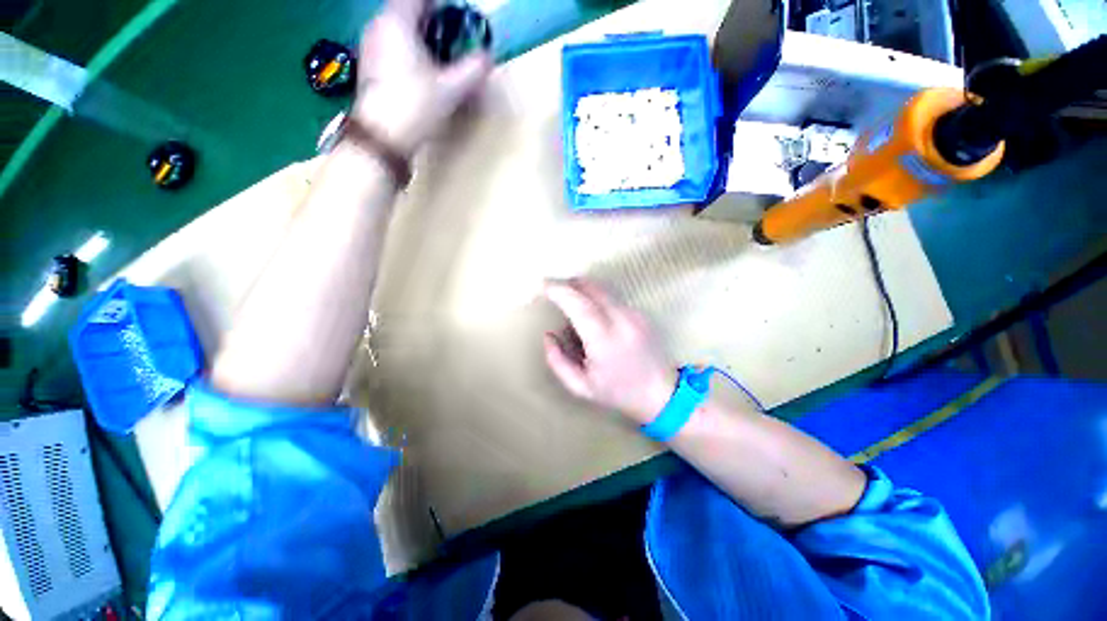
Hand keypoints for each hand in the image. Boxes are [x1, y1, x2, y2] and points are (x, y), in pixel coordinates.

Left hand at [352, 0, 492, 155]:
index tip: (459, 20)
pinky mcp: (368, 65)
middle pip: (408, 10)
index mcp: (397, 20)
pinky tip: (421, 73)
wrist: (382, 137)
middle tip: (453, 40)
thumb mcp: (451, 89)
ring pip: (398, 28)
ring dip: (420, 36)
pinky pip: (391, 45)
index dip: (442, 6)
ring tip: (439, 59)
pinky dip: (408, 50)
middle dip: (433, 21)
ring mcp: (370, 45)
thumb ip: (473, 69)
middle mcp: (379, 25)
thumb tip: (488, 57)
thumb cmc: (415, 106)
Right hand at [543, 280, 676, 423]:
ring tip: (570, 303)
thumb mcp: (581, 386)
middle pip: (590, 287)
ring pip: (601, 289)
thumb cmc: (619, 392)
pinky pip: (611, 297)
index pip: (578, 304)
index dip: (558, 290)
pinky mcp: (639, 312)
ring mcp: (633, 313)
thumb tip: (548, 335)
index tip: (543, 285)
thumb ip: (558, 361)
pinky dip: (595, 299)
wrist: (662, 392)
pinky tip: (592, 316)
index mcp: (604, 339)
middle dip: (568, 284)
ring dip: (582, 290)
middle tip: (553, 289)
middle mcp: (621, 319)